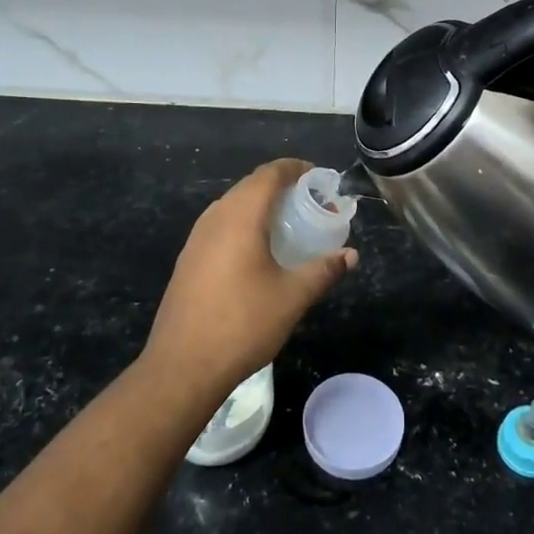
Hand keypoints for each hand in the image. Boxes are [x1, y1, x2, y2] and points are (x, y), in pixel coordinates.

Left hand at [142, 159, 357, 396]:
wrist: (182, 365)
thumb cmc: (242, 324)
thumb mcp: (292, 297)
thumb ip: (323, 271)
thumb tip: (351, 255)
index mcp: (240, 216)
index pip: (269, 174)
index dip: (295, 168)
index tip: (319, 178)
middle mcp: (215, 217)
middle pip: (250, 185)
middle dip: (281, 186)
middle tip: (310, 202)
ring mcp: (196, 238)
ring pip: (232, 205)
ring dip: (260, 205)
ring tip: (288, 224)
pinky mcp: (188, 258)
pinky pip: (220, 225)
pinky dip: (244, 224)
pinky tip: (257, 251)